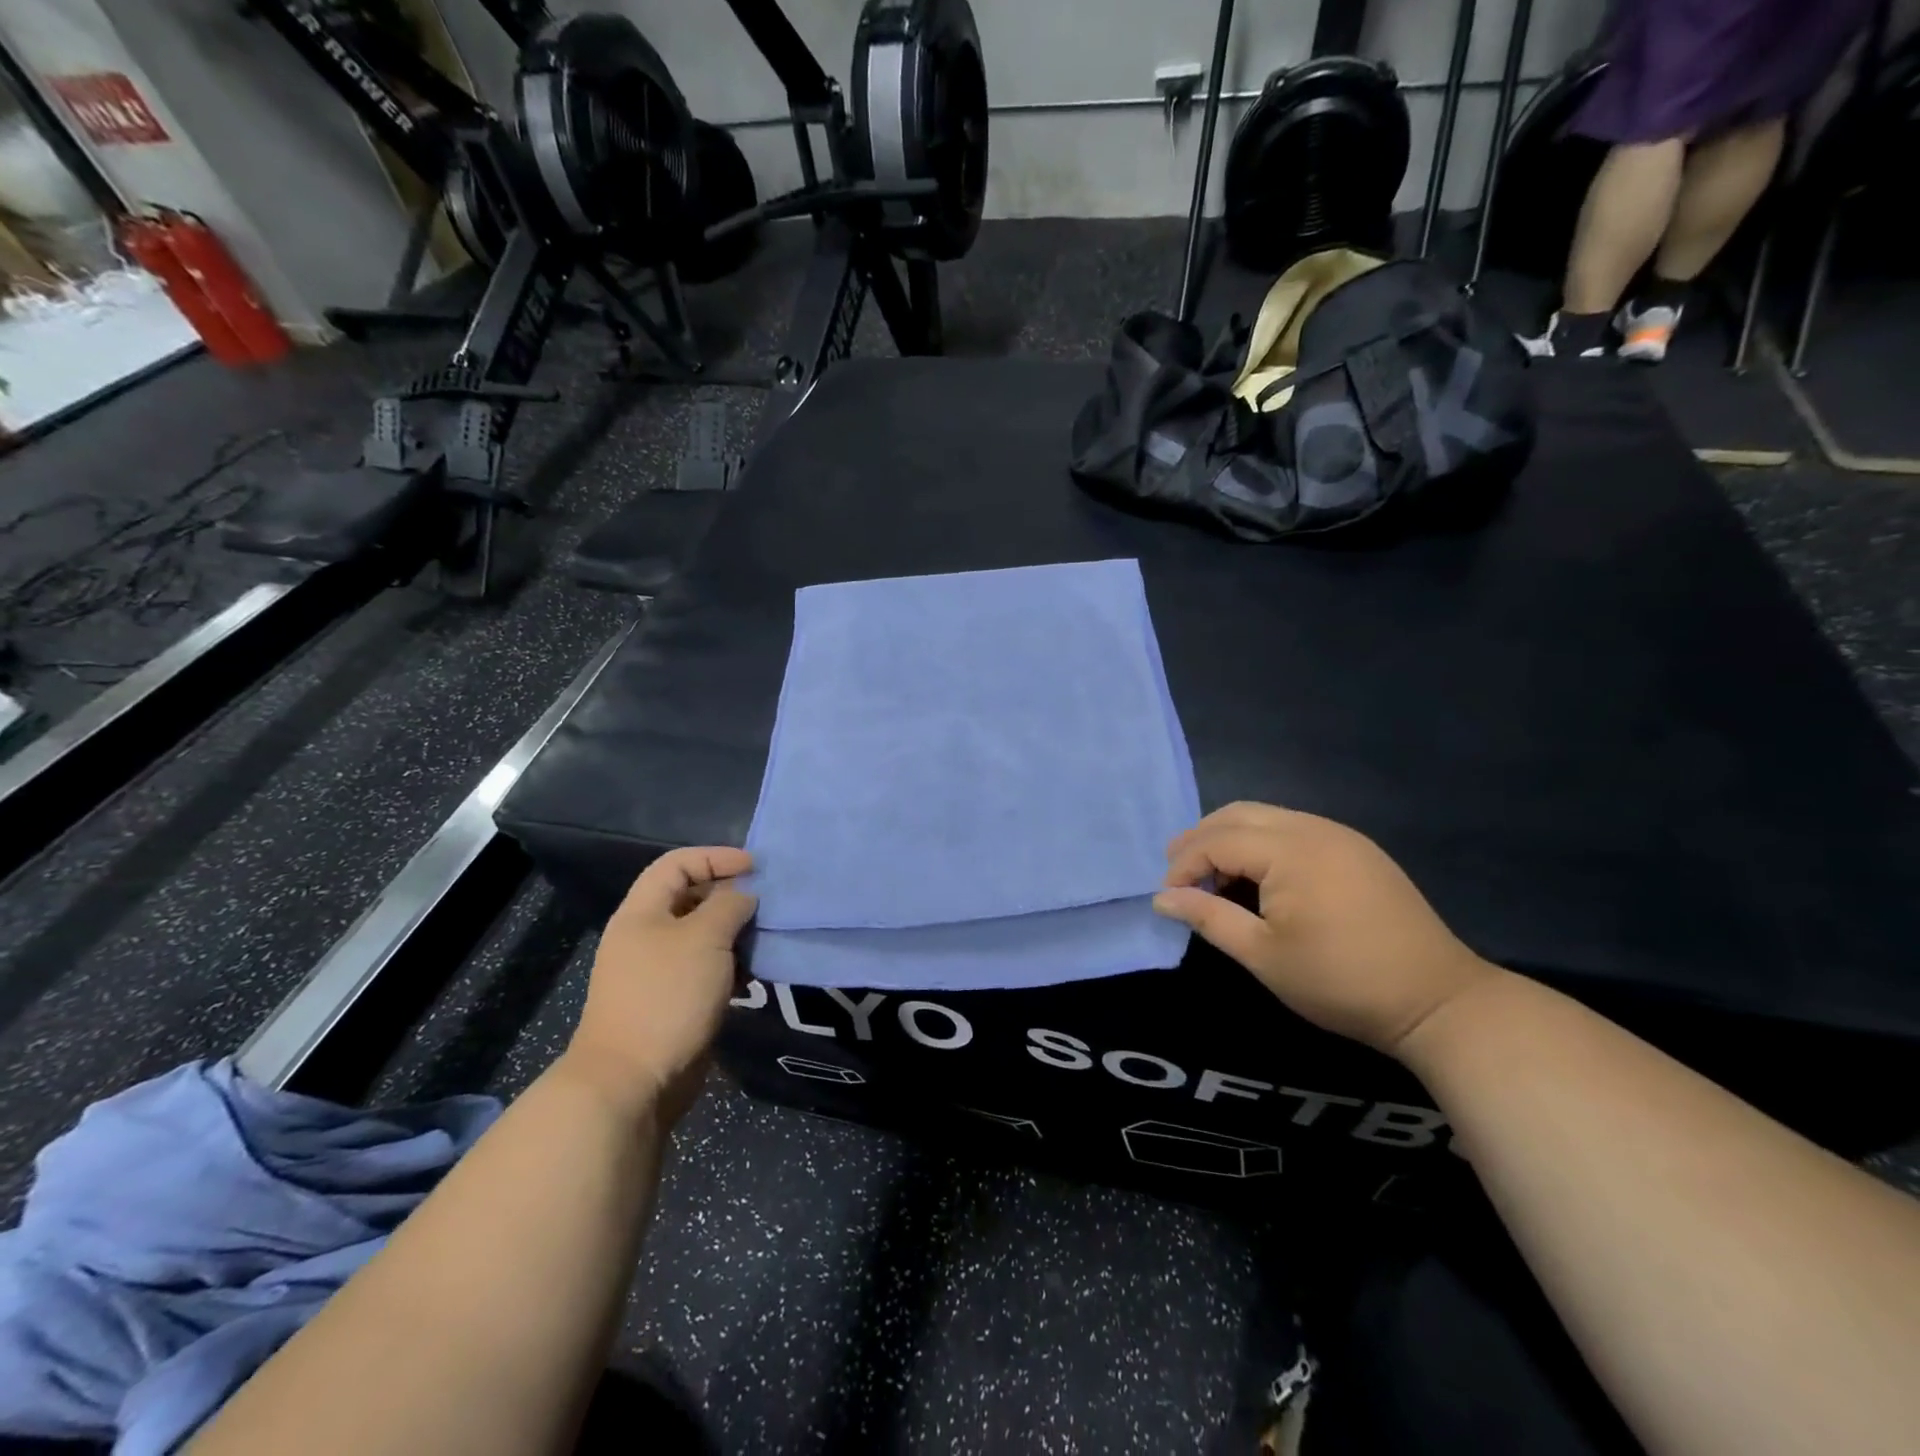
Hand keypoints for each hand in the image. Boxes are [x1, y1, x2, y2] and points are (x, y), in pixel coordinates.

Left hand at [564, 847, 756, 1126]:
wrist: (632, 1080)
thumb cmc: (667, 995)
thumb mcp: (705, 938)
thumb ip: (730, 905)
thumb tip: (745, 896)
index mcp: (643, 912)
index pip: (678, 863)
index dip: (716, 857)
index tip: (755, 868)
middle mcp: (647, 935)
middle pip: (692, 898)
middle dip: (731, 895)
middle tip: (767, 903)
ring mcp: (659, 970)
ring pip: (703, 936)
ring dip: (736, 933)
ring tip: (766, 938)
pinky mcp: (674, 1001)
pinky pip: (707, 969)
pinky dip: (731, 965)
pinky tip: (754, 973)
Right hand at [1154, 803, 1500, 1057]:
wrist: (1437, 1001)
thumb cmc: (1340, 981)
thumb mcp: (1263, 955)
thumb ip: (1208, 917)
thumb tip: (1162, 898)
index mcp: (1290, 850)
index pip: (1217, 840)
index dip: (1184, 865)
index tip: (1168, 898)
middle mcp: (1313, 828)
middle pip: (1238, 814)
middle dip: (1201, 839)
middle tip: (1177, 873)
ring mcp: (1340, 835)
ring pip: (1267, 817)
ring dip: (1230, 838)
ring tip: (1211, 875)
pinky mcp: (1358, 850)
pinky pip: (1294, 829)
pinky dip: (1262, 843)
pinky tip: (1257, 877)